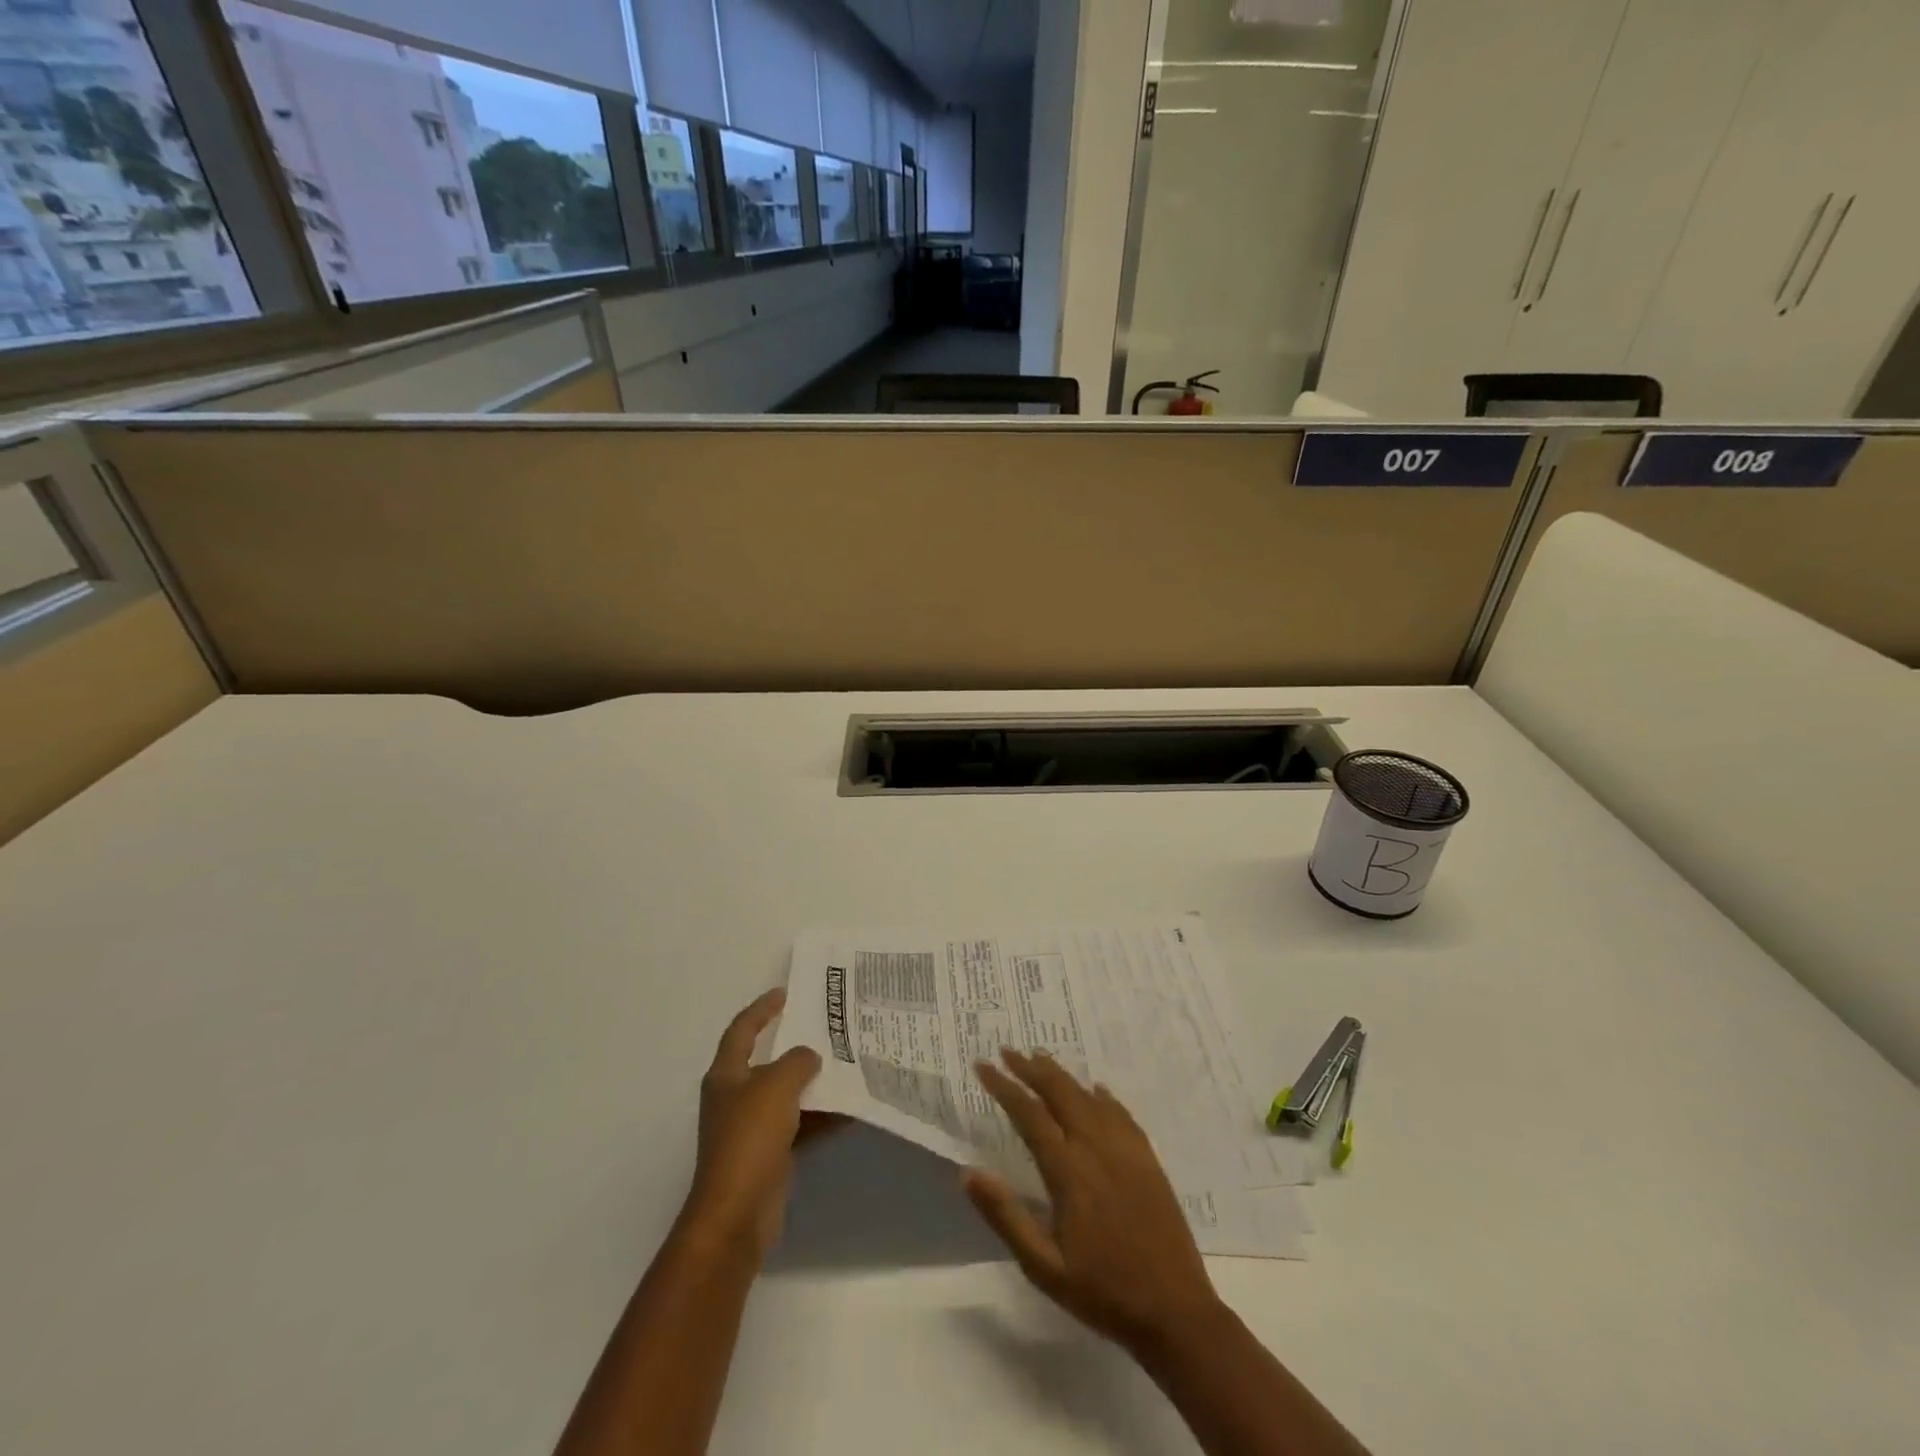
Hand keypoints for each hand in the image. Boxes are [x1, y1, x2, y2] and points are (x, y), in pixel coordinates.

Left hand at [680, 989, 830, 1260]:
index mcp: (726, 1075)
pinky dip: (821, 1116)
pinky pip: (799, 1124)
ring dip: (813, 1082)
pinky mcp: (769, 1155)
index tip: (785, 992)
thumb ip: (797, 1062)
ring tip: (847, 1064)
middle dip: (795, 1045)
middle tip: (827, 1028)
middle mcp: (735, 1097)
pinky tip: (850, 1110)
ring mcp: (751, 1128)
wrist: (736, 1215)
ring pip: (787, 1094)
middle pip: (767, 1061)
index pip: (742, 1030)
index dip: (761, 1009)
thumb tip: (809, 1057)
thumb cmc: (749, 1139)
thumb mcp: (776, 1086)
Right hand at [965, 1049, 1223, 1355]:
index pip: (1030, 1114)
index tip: (983, 1065)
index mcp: (1068, 1171)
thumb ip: (1005, 1216)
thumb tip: (968, 1173)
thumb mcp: (1044, 1266)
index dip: (1004, 1087)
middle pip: (1061, 1093)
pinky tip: (1096, 1090)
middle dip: (1031, 1068)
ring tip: (1041, 1059)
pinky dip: (1102, 1096)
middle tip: (1008, 1051)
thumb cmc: (1102, 1292)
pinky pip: (1121, 1113)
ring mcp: (1127, 1150)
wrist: (1176, 1312)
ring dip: (1062, 1075)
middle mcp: (1097, 1147)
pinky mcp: (1148, 1159)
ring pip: (1089, 1097)